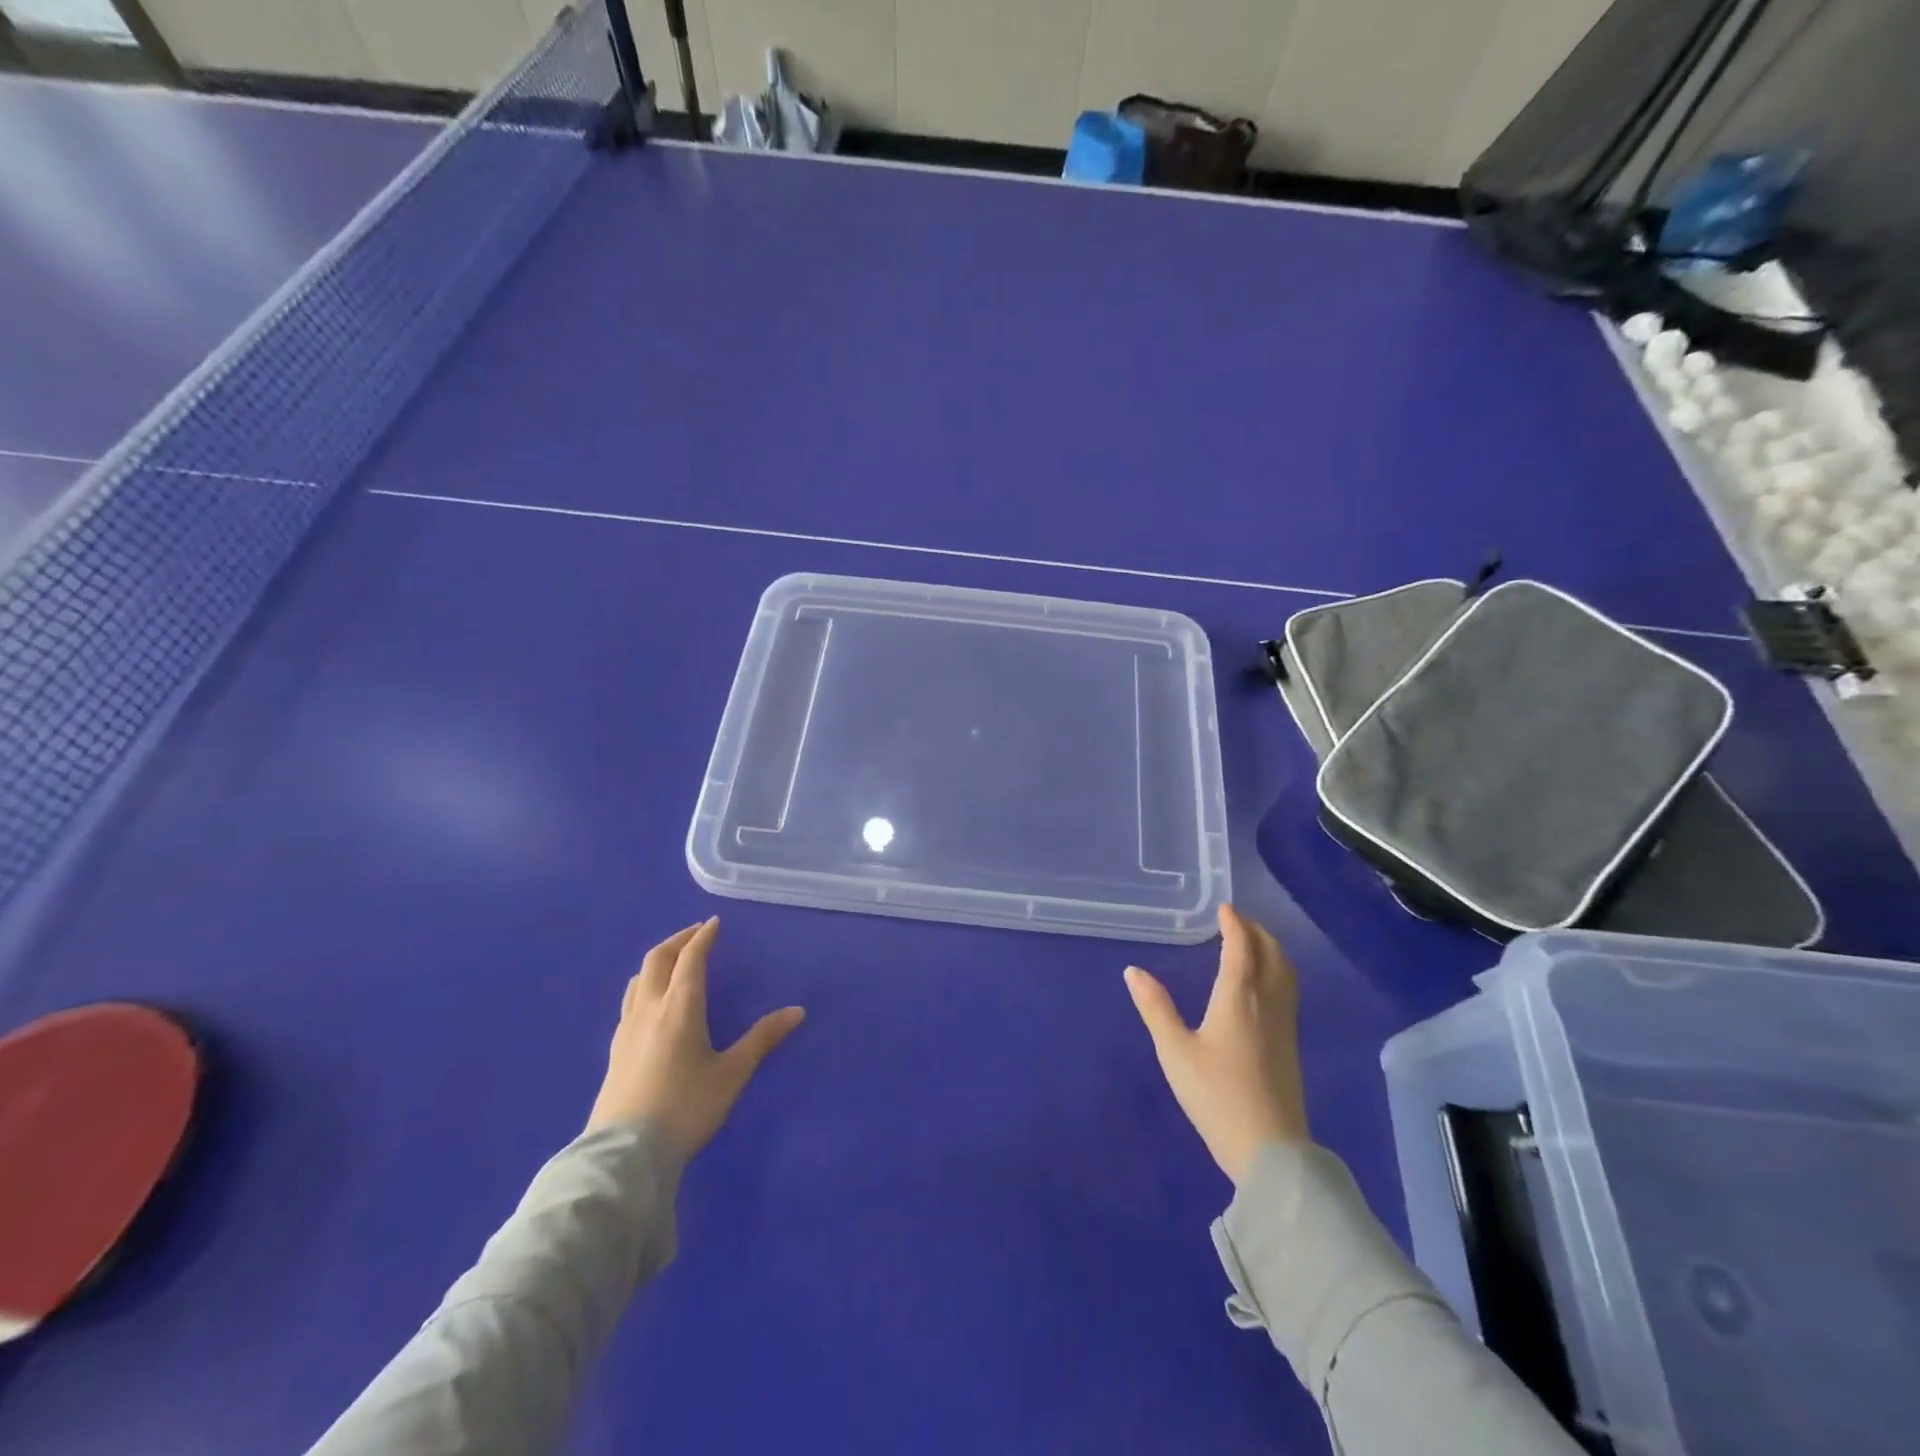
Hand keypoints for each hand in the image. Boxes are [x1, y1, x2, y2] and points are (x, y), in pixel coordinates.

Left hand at [586, 917, 805, 1158]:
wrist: (625, 1154)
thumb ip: (762, 1039)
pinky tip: (653, 1003)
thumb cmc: (685, 1108)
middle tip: (695, 934)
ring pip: (639, 979)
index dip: (703, 937)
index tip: (714, 923)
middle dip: (678, 941)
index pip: (690, 959)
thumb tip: (797, 1012)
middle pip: (657, 959)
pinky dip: (646, 985)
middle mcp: (649, 1008)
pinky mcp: (615, 1050)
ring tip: (674, 962)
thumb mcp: (731, 1074)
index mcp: (679, 1007)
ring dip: (658, 961)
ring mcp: (627, 1029)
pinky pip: (630, 1000)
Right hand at [1125, 904, 1309, 1184]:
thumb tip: (1133, 971)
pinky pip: (1289, 989)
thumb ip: (1155, 1008)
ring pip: (1286, 970)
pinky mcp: (1291, 1043)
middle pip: (1272, 952)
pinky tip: (1263, 984)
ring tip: (1252, 944)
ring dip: (1271, 948)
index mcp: (1238, 996)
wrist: (1269, 1149)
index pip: (1242, 946)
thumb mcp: (1175, 1051)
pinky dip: (1277, 970)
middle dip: (1256, 931)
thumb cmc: (1216, 1095)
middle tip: (1236, 921)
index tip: (1224, 909)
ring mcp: (1285, 1023)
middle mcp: (1267, 1001)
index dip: (1234, 924)